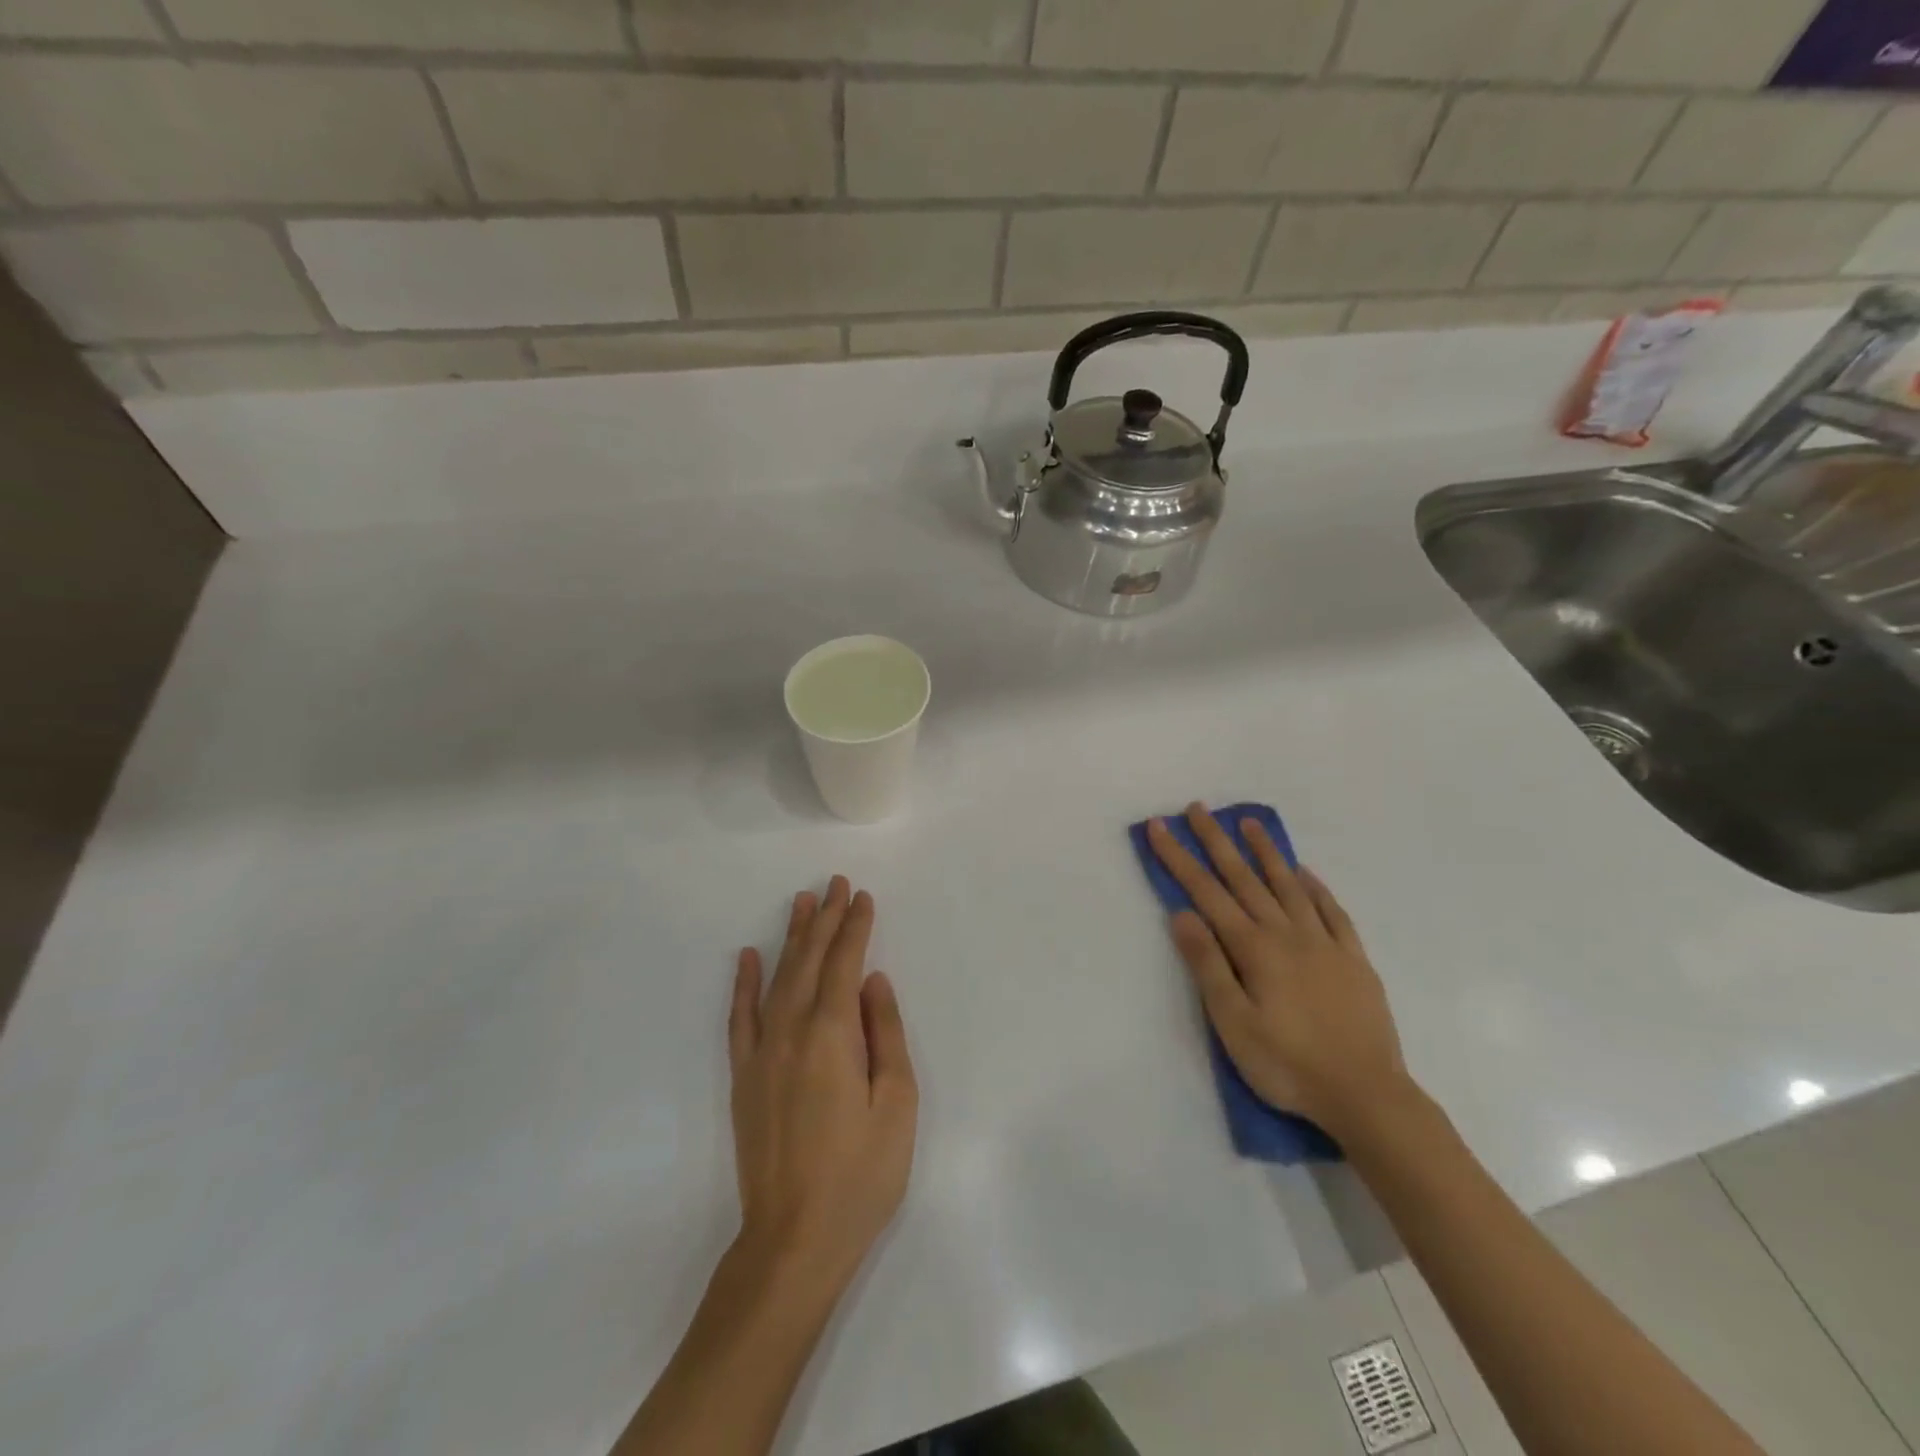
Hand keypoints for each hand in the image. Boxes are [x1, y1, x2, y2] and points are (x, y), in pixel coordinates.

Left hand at [728, 876, 917, 1289]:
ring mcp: (761, 1053)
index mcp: (832, 1036)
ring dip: (791, 938)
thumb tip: (872, 982)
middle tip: (835, 883)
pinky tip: (747, 956)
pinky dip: (743, 983)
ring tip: (802, 902)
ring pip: (777, 978)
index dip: (855, 927)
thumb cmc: (860, 1175)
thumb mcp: (896, 1104)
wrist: (793, 1241)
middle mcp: (791, 1032)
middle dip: (825, 919)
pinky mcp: (743, 1076)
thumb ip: (884, 1034)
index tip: (863, 896)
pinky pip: (740, 1017)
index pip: (844, 964)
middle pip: (809, 961)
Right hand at [1147, 805, 1411, 1143]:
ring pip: (1289, 885)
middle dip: (1217, 841)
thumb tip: (1182, 914)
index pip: (1206, 892)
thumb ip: (1207, 965)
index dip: (1179, 858)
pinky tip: (1305, 873)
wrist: (1367, 1096)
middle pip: (1245, 878)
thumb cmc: (1287, 1064)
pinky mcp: (1354, 960)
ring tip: (1250, 823)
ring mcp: (1325, 943)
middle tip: (1198, 808)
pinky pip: (1332, 911)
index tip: (1159, 826)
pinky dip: (1315, 887)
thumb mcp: (1233, 1023)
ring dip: (1266, 852)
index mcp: (1254, 948)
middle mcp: (1287, 934)